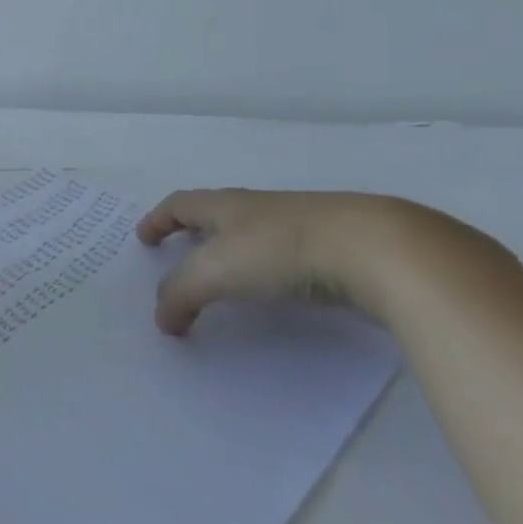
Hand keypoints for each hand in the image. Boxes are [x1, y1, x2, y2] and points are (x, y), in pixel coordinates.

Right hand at [135, 188, 488, 334]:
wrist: (377, 250)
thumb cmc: (280, 251)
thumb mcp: (215, 272)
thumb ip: (180, 294)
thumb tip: (162, 319)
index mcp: (226, 206)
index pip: (180, 204)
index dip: (158, 220)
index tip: (144, 238)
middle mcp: (259, 209)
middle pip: (217, 215)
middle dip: (195, 233)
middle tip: (181, 257)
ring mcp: (302, 226)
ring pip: (255, 235)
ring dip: (234, 252)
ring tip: (229, 281)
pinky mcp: (337, 249)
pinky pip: (289, 257)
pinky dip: (271, 271)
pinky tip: (280, 292)